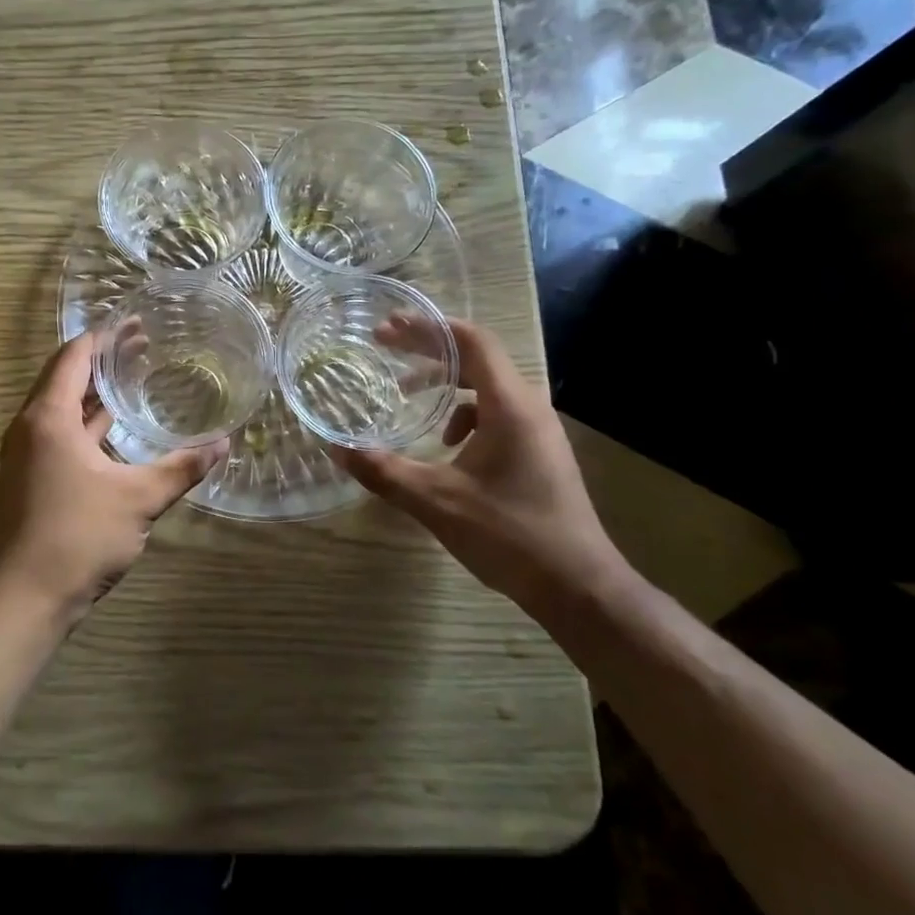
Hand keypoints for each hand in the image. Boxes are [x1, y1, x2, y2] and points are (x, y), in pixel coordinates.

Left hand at [0, 333, 226, 626]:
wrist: (26, 599)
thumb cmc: (79, 536)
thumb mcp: (139, 498)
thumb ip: (182, 467)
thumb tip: (224, 444)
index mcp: (49, 418)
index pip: (74, 357)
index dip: (103, 336)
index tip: (134, 321)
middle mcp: (31, 428)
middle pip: (65, 377)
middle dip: (103, 360)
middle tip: (144, 345)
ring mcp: (27, 454)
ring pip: (62, 408)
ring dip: (94, 392)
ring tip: (134, 377)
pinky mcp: (31, 478)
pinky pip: (60, 433)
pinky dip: (87, 421)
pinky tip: (117, 428)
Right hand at [332, 317, 628, 613]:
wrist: (578, 587)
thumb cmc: (509, 535)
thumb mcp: (436, 501)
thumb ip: (384, 471)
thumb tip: (337, 449)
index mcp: (510, 405)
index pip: (471, 341)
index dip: (428, 328)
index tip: (388, 328)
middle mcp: (528, 407)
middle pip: (476, 358)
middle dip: (428, 350)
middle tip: (384, 347)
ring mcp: (537, 430)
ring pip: (485, 386)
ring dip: (444, 382)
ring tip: (406, 393)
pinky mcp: (537, 451)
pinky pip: (496, 413)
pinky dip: (463, 414)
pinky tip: (445, 444)